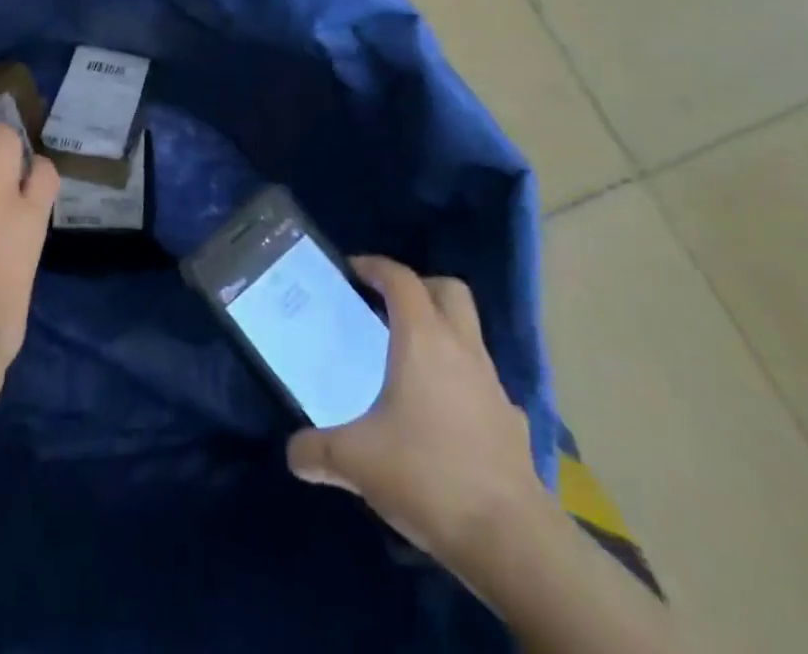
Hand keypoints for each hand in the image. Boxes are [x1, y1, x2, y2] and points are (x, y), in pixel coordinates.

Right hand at [287, 258, 550, 585]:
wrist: (513, 541)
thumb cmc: (428, 476)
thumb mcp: (356, 462)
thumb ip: (317, 450)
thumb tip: (293, 452)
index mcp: (422, 340)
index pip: (401, 279)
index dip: (375, 266)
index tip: (351, 271)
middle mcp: (461, 349)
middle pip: (448, 290)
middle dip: (419, 287)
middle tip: (387, 306)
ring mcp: (493, 385)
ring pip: (469, 333)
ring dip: (442, 333)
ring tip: (409, 362)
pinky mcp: (512, 422)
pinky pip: (483, 383)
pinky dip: (462, 383)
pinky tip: (443, 416)